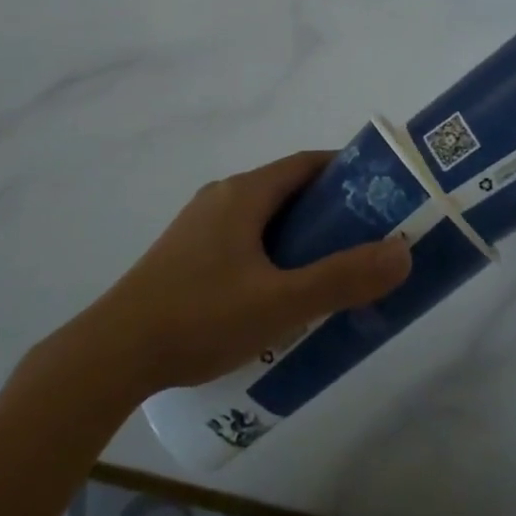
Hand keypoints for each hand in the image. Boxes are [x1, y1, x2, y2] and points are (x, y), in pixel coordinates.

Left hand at [71, 151, 411, 398]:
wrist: (114, 352)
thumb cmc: (201, 316)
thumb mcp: (281, 302)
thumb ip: (343, 279)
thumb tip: (401, 252)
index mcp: (244, 193)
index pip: (306, 164)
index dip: (346, 173)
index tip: (381, 196)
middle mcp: (221, 197)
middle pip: (286, 191)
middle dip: (328, 213)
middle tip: (364, 245)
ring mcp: (199, 226)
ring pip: (263, 220)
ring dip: (298, 239)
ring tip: (328, 276)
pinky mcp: (185, 255)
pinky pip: (241, 241)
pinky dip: (270, 255)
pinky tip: (277, 298)